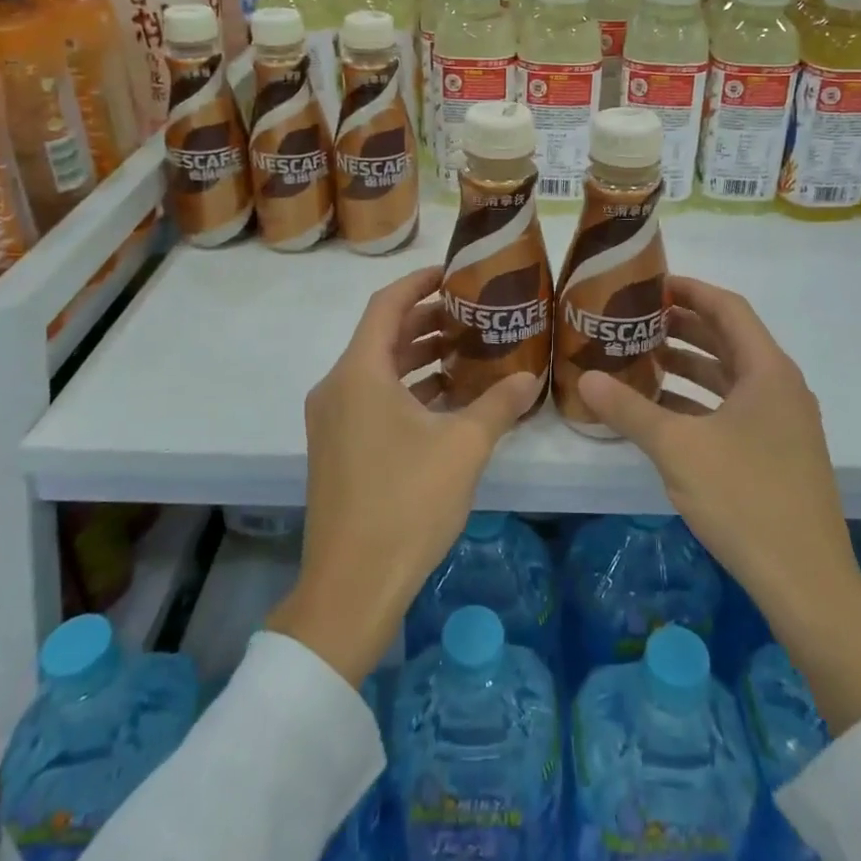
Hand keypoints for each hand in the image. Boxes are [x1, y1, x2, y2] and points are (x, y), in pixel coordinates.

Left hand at [267, 265, 538, 687]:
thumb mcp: (463, 448)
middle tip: (471, 315)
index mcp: (359, 374)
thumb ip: (497, 404)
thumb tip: (529, 375)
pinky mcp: (336, 448)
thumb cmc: (406, 503)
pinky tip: (446, 401)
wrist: (351, 587)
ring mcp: (332, 421)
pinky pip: (371, 400)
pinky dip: (406, 390)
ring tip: (465, 352)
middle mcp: (336, 388)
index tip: (452, 273)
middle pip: (382, 336)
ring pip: (377, 371)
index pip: (386, 305)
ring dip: (417, 358)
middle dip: (426, 321)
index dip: (419, 282)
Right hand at [580, 276, 860, 732]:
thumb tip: (585, 378)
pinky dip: (700, 401)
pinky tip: (663, 412)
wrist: (806, 582)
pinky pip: (734, 408)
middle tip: (635, 321)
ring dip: (689, 365)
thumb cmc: (744, 499)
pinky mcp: (778, 452)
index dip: (689, 290)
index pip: (727, 307)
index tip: (649, 284)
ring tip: (642, 359)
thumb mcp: (677, 449)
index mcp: (767, 370)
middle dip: (682, 327)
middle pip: (729, 339)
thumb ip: (630, 409)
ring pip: (730, 376)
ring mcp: (783, 422)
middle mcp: (781, 387)